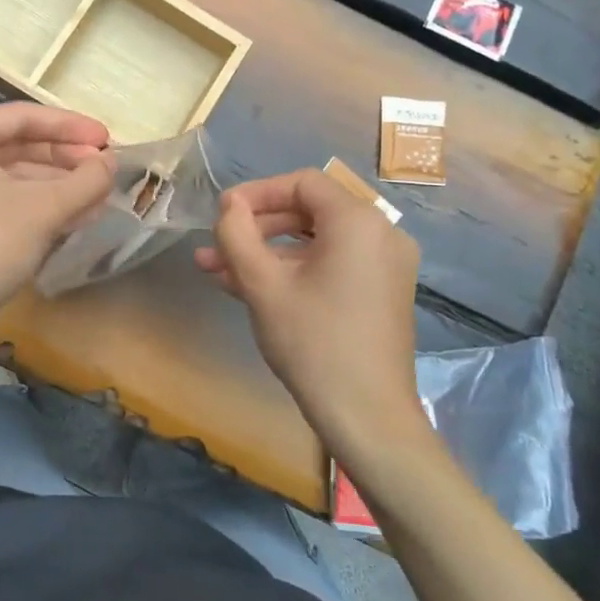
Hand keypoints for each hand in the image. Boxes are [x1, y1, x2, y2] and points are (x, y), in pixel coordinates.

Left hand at [0, 103, 113, 331]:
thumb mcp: (43, 209)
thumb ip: (84, 180)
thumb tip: (111, 163)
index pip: (23, 117)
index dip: (70, 126)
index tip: (106, 140)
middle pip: (19, 146)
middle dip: (66, 158)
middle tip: (105, 169)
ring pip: (15, 178)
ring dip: (58, 186)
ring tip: (99, 195)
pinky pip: (7, 203)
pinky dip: (40, 207)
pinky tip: (76, 217)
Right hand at [196, 168, 427, 465]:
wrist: (367, 417)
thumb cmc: (313, 342)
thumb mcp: (263, 285)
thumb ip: (238, 234)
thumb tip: (228, 205)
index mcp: (358, 222)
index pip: (302, 183)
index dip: (256, 192)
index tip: (221, 214)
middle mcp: (380, 235)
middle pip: (309, 211)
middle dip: (256, 228)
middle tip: (215, 245)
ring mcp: (384, 266)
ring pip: (315, 243)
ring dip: (266, 253)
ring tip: (216, 270)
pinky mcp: (380, 294)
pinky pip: (331, 266)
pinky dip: (293, 272)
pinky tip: (247, 288)